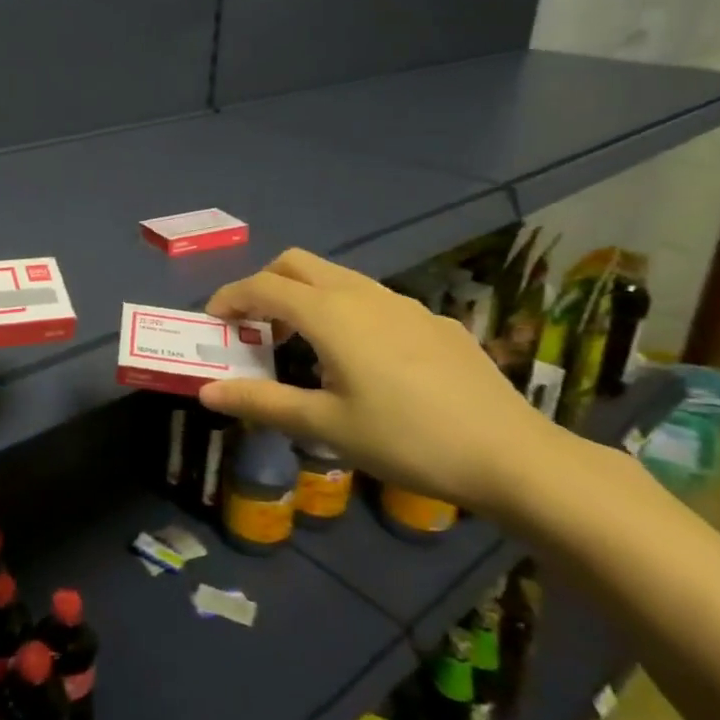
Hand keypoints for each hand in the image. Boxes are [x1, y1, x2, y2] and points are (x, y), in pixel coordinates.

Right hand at [198, 249, 564, 515]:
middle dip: (264, 284)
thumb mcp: (326, 425)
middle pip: (296, 264)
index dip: (229, 297)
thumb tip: (207, 392)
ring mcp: (403, 303)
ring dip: (305, 296)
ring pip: (336, 277)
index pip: (262, 287)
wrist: (512, 456)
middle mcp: (362, 294)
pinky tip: (363, 361)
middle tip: (254, 326)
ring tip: (302, 345)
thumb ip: (262, 403)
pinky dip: (344, 311)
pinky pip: (372, 299)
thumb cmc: (406, 439)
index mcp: (330, 314)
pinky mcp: (433, 320)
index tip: (213, 321)